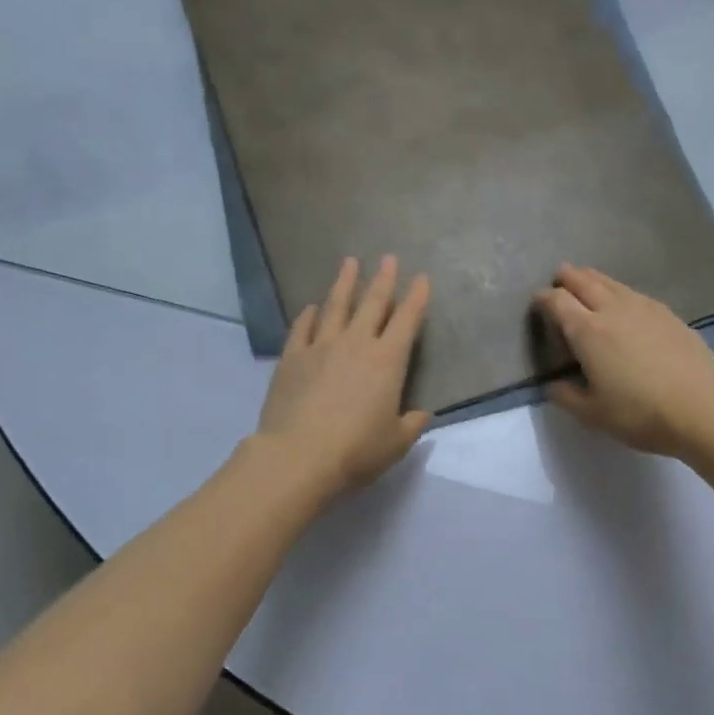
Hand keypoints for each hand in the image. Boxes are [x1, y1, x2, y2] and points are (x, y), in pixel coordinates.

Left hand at [255, 256, 430, 497]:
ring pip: (335, 307)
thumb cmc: (356, 451)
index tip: (422, 278)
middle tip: (388, 257)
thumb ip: (411, 424)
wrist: (298, 457)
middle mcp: (356, 344)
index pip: (407, 321)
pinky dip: (308, 316)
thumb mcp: (395, 443)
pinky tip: (311, 308)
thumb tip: (421, 413)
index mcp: (387, 362)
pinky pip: (302, 329)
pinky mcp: (292, 359)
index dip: (416, 298)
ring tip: (349, 262)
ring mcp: (320, 347)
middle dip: (383, 279)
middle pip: (372, 303)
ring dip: (344, 283)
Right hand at [534, 264, 713, 457]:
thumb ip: (566, 397)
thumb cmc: (640, 413)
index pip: (558, 302)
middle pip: (584, 281)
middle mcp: (613, 310)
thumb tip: (553, 385)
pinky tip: (624, 303)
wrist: (702, 408)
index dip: (544, 298)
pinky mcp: (668, 314)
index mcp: (588, 332)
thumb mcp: (593, 414)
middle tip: (559, 277)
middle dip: (567, 277)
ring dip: (593, 279)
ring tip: (587, 281)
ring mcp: (644, 308)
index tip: (537, 301)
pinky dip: (619, 291)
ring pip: (611, 282)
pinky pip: (634, 293)